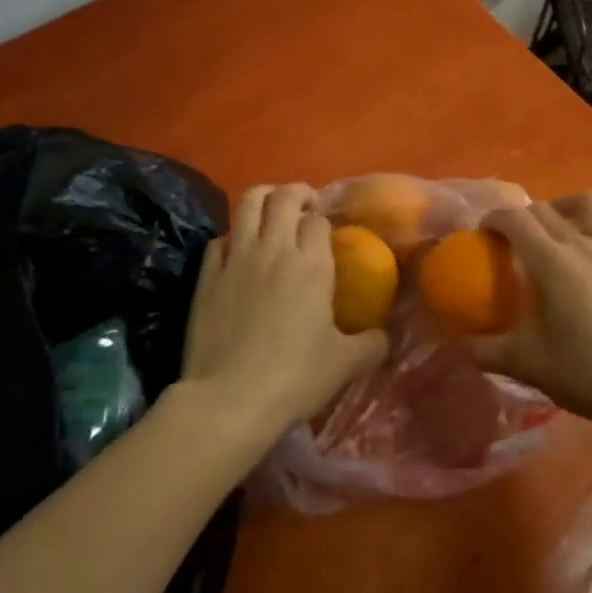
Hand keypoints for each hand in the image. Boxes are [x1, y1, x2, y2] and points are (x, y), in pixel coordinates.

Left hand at [183, 184, 388, 443]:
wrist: (228, 399)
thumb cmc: (294, 377)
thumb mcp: (345, 364)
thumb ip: (372, 344)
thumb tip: (385, 337)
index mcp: (311, 264)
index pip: (318, 220)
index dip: (324, 220)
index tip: (327, 230)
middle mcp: (274, 249)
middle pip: (284, 197)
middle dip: (297, 193)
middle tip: (304, 206)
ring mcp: (236, 258)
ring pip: (248, 203)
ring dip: (264, 197)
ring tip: (272, 209)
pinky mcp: (206, 275)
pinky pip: (220, 238)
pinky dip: (233, 236)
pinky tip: (238, 251)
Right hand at [473, 193, 591, 429]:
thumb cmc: (583, 371)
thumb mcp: (524, 364)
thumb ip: (484, 351)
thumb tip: (458, 345)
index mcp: (550, 261)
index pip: (514, 219)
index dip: (493, 218)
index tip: (482, 234)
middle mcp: (581, 245)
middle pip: (544, 209)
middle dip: (522, 217)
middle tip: (510, 243)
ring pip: (591, 204)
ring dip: (569, 207)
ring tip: (558, 230)